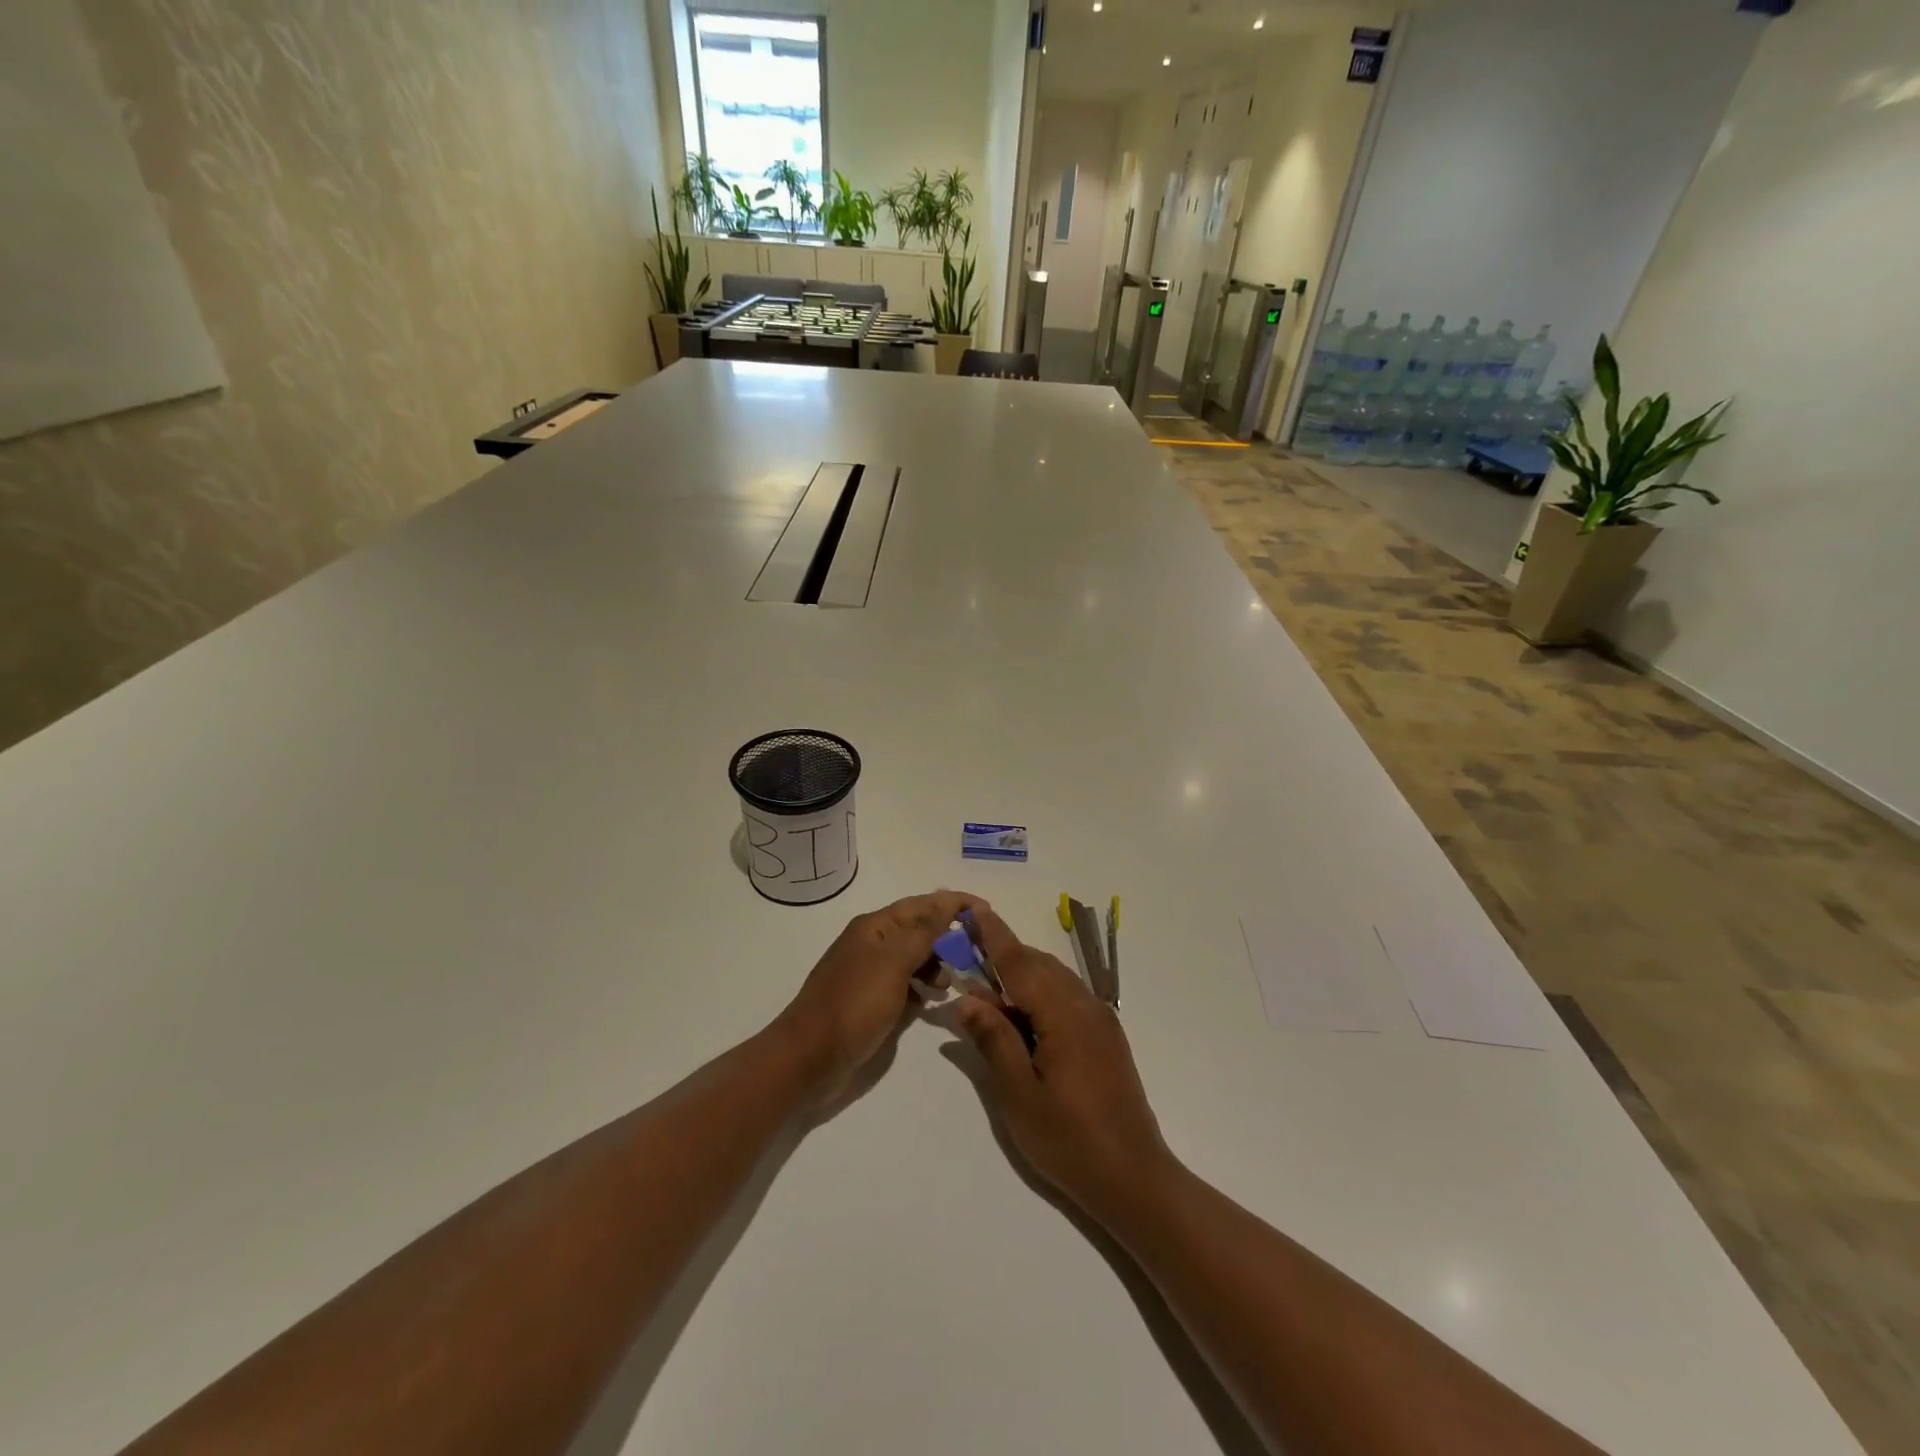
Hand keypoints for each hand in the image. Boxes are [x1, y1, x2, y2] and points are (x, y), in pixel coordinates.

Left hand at [774, 890, 986, 1105]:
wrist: (807, 1060)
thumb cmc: (852, 1006)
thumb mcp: (892, 964)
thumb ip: (923, 933)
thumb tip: (947, 901)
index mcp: (875, 927)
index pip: (922, 904)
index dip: (953, 904)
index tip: (986, 911)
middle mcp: (872, 944)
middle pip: (918, 929)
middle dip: (948, 935)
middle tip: (979, 952)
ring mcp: (869, 974)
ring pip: (913, 957)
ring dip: (937, 963)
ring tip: (955, 982)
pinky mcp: (869, 1002)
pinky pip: (904, 984)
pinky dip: (922, 987)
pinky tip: (933, 1001)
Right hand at [952, 908, 1174, 1222]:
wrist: (1133, 1178)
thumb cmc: (1069, 1140)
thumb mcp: (1018, 1094)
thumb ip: (993, 1039)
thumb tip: (968, 998)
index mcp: (1064, 1015)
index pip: (1019, 962)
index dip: (994, 935)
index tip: (973, 909)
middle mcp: (1086, 1006)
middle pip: (1038, 965)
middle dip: (1003, 956)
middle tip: (966, 962)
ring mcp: (1100, 1020)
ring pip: (1054, 979)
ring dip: (1021, 976)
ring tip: (988, 992)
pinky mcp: (1106, 1036)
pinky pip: (1067, 997)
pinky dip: (1039, 994)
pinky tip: (1022, 1017)